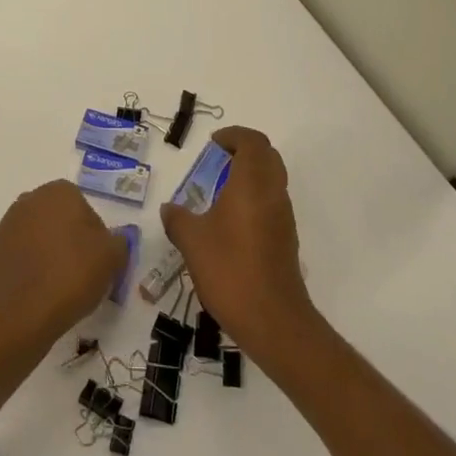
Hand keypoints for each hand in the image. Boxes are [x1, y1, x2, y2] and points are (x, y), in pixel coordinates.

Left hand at [0, 180, 128, 344]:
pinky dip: (28, 269)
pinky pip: (18, 256)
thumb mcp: (113, 257)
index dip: (93, 234)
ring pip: (36, 236)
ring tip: (58, 286)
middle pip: (57, 219)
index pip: (83, 207)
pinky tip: (37, 292)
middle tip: (80, 272)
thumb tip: (113, 240)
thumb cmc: (72, 275)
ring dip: (46, 253)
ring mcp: (6, 225)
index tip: (97, 259)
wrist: (22, 315)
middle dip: (68, 239)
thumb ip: (119, 241)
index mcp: (58, 192)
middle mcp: (29, 200)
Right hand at [160, 127, 315, 355]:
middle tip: (218, 160)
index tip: (213, 144)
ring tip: (220, 191)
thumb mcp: (192, 241)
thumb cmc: (230, 269)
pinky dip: (254, 198)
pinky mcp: (286, 239)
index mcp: (252, 183)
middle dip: (244, 151)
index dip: (233, 136)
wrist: (273, 319)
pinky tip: (231, 222)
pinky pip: (272, 203)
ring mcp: (283, 217)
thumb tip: (170, 209)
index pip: (252, 142)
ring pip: (272, 180)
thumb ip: (178, 219)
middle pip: (267, 156)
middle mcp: (273, 193)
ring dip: (250, 175)